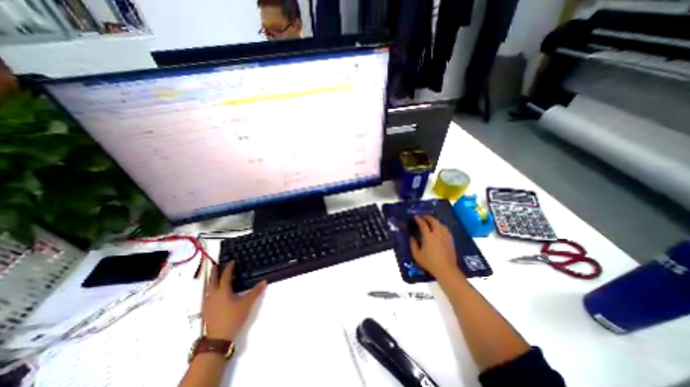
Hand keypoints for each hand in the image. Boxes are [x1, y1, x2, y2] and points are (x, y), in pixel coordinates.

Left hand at [202, 262, 265, 339]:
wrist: (218, 338)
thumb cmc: (233, 317)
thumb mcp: (247, 303)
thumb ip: (255, 291)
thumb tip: (264, 281)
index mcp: (223, 290)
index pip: (225, 276)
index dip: (229, 268)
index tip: (232, 262)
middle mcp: (213, 294)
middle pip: (212, 280)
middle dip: (214, 272)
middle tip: (216, 265)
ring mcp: (207, 303)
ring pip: (208, 288)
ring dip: (211, 280)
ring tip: (214, 276)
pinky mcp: (205, 310)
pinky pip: (207, 294)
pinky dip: (210, 288)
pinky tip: (213, 292)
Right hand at [406, 216, 458, 279]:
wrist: (446, 269)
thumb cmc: (430, 262)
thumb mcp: (417, 255)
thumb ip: (413, 244)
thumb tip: (411, 237)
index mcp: (428, 236)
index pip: (423, 224)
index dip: (418, 219)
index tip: (415, 217)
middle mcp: (437, 233)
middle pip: (433, 221)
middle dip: (427, 217)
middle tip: (422, 217)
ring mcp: (445, 236)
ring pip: (440, 223)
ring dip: (434, 220)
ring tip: (429, 221)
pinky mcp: (450, 239)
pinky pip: (445, 228)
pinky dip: (440, 225)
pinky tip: (438, 228)